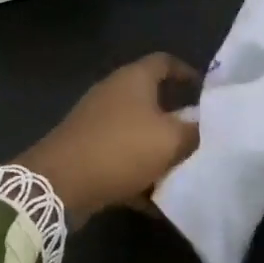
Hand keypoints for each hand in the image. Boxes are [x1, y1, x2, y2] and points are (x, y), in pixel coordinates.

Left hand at [16, 54, 201, 225]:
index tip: (204, 91)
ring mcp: (96, 122)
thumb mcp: (170, 140)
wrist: (59, 183)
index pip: (165, 62)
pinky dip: (138, 175)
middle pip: (151, 99)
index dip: (186, 72)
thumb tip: (205, 125)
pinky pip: (120, 159)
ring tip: (182, 170)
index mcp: (134, 79)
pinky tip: (156, 200)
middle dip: (176, 118)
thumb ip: (194, 131)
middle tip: (199, 136)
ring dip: (158, 151)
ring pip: (137, 132)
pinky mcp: (86, 150)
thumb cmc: (120, 149)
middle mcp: (113, 93)